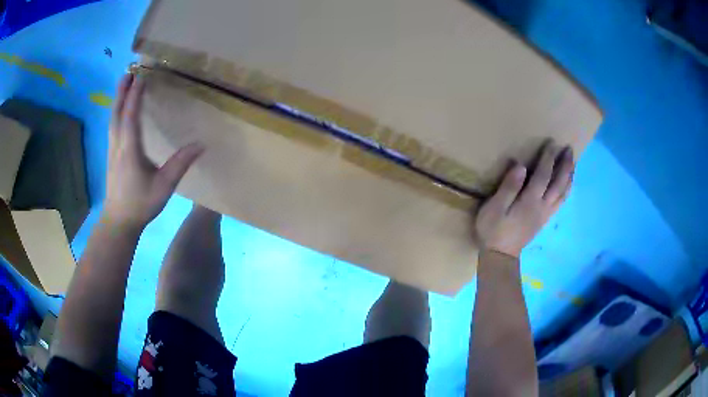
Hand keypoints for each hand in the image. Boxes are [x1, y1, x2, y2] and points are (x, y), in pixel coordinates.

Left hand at [103, 74, 203, 229]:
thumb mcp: (164, 186)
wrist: (119, 222)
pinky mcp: (111, 156)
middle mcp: (118, 145)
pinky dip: (116, 112)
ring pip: (112, 119)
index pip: (131, 116)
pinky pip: (113, 127)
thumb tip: (201, 144)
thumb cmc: (141, 204)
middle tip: (128, 71)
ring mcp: (112, 150)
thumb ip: (180, 164)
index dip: (135, 95)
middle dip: (122, 91)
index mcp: (130, 150)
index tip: (142, 75)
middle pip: (117, 113)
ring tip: (123, 84)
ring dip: (117, 99)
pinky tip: (119, 110)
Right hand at [475, 141, 574, 257]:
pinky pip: (560, 202)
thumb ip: (508, 187)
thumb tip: (520, 166)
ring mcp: (545, 214)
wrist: (500, 256)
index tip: (552, 142)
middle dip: (565, 165)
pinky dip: (566, 190)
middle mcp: (542, 206)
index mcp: (530, 201)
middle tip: (569, 149)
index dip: (548, 158)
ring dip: (569, 177)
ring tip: (573, 164)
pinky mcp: (544, 220)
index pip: (543, 175)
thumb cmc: (494, 230)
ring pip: (563, 193)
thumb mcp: (494, 208)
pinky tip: (567, 185)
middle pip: (558, 183)